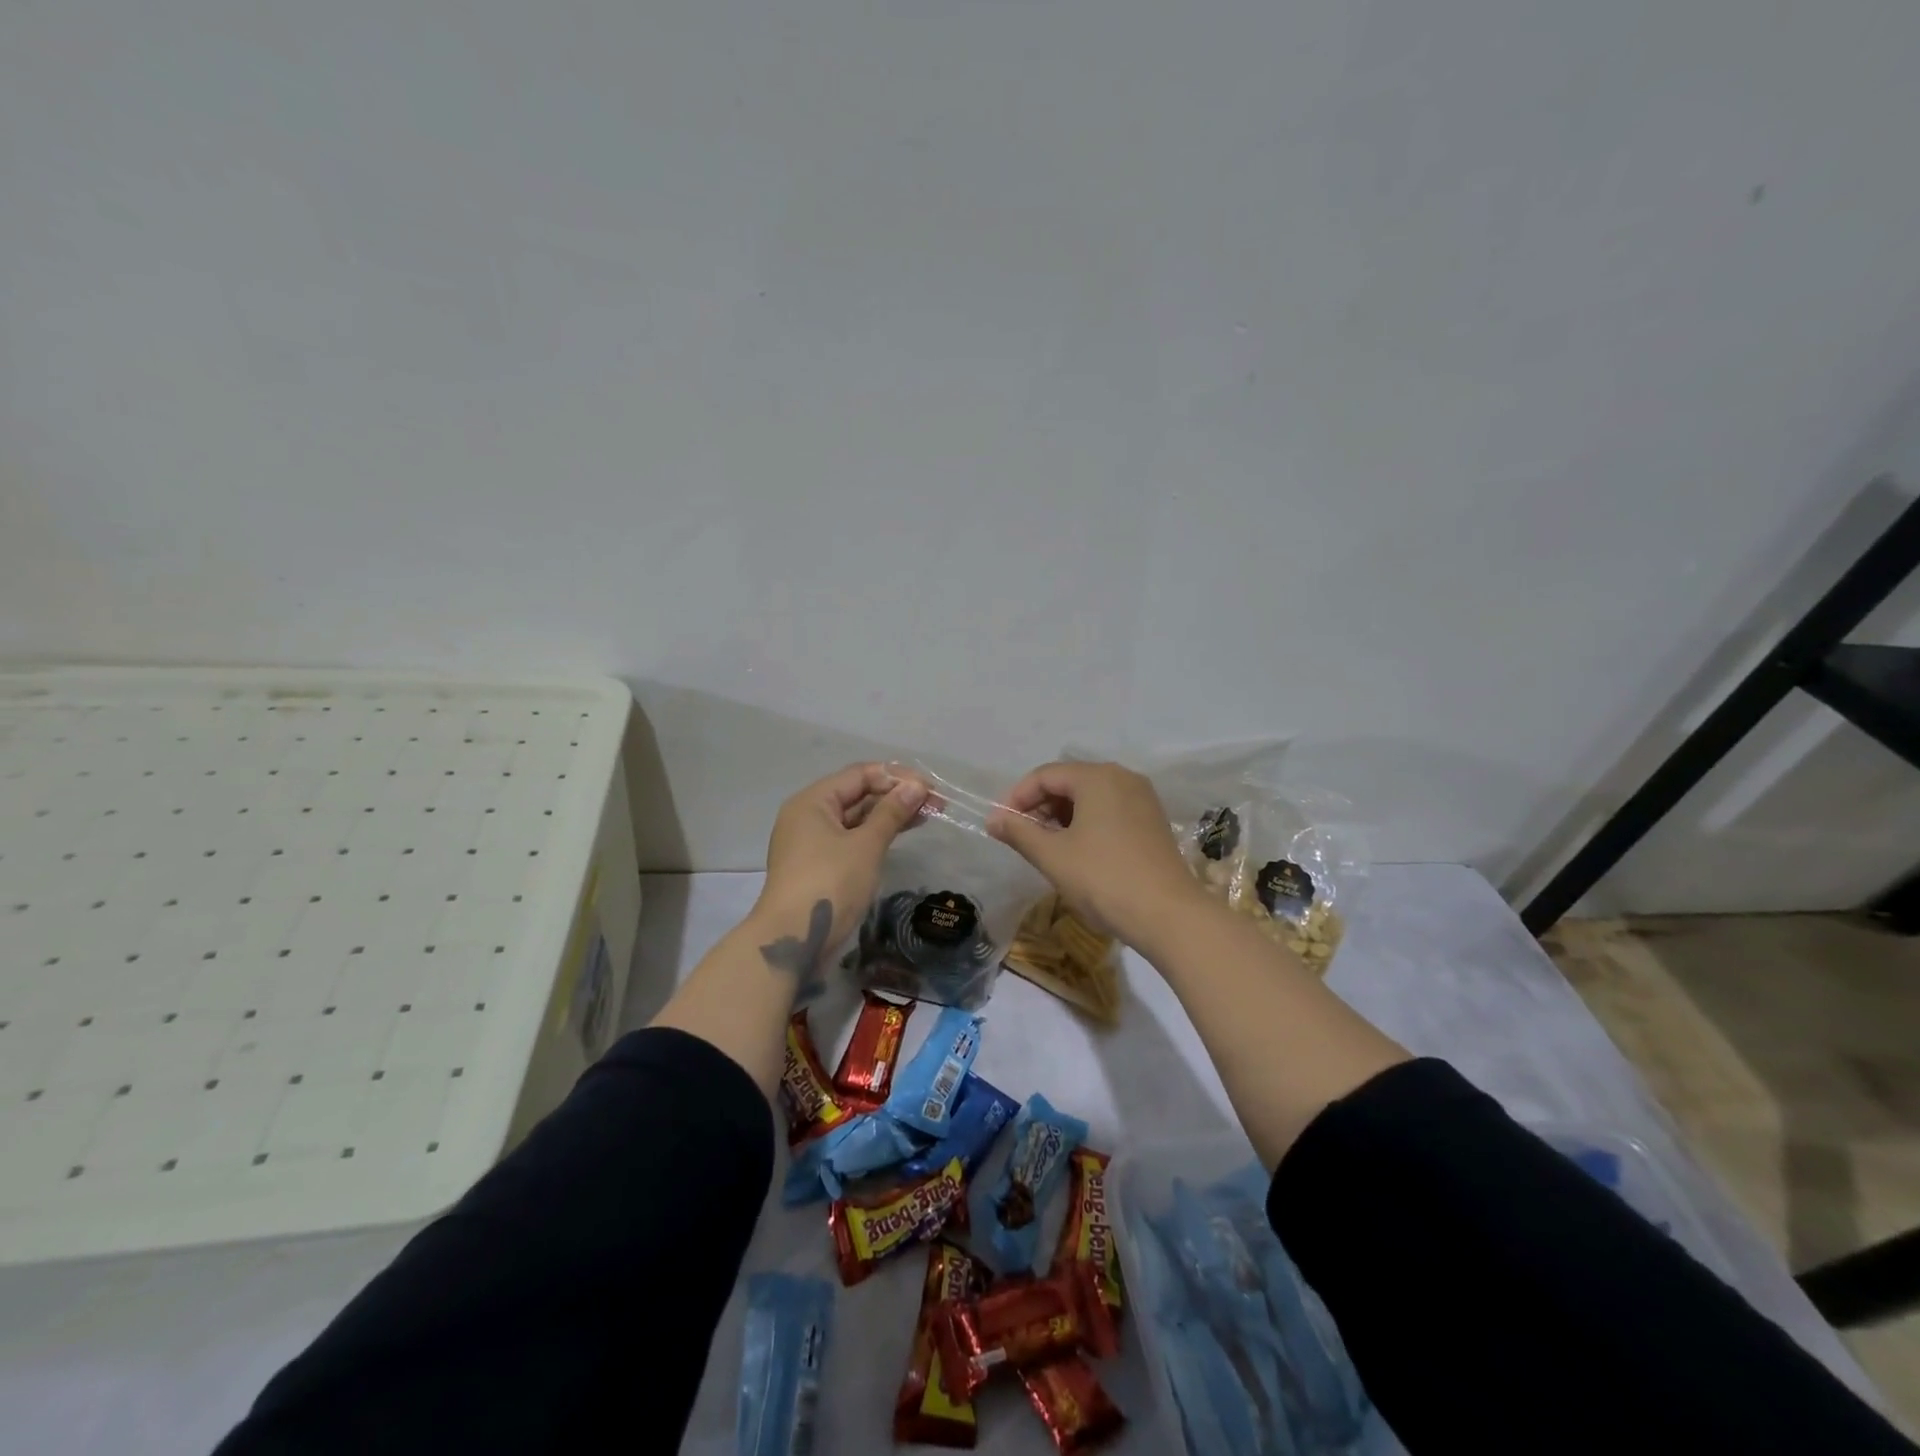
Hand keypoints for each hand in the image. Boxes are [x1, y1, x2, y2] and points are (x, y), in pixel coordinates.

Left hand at [752, 764, 928, 992]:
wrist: (793, 940)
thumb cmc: (830, 883)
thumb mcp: (866, 845)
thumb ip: (892, 812)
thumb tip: (916, 786)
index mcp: (813, 801)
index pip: (859, 775)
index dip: (896, 777)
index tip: (930, 788)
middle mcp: (808, 815)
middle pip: (857, 794)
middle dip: (895, 796)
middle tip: (935, 804)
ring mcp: (812, 842)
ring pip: (856, 818)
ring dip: (889, 815)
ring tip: (926, 816)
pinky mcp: (819, 865)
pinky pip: (851, 839)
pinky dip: (876, 835)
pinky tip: (900, 835)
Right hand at [988, 760, 1208, 951]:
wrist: (1169, 915)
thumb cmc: (1104, 879)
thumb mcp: (1053, 856)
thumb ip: (1019, 832)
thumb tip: (993, 819)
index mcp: (1097, 777)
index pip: (1045, 775)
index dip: (1017, 797)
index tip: (1001, 825)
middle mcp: (1122, 777)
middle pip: (1069, 781)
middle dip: (1040, 806)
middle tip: (1022, 837)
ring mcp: (1142, 798)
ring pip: (1090, 796)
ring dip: (1062, 816)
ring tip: (1046, 847)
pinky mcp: (1152, 820)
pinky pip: (1110, 809)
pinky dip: (1087, 823)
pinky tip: (1078, 851)